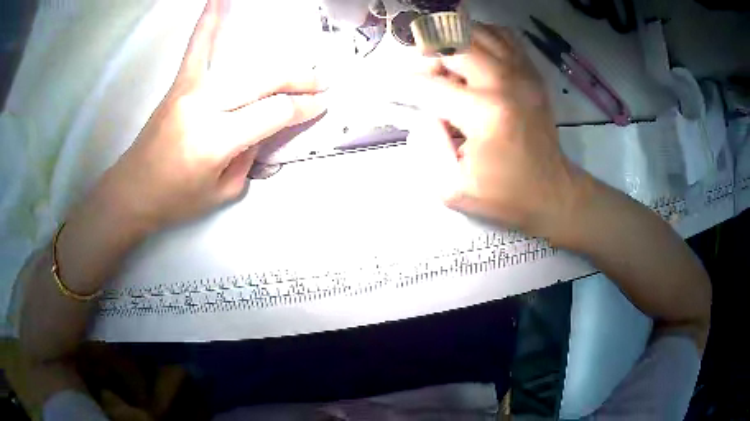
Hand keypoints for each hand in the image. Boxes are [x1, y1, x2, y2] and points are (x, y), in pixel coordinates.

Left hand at [99, 0, 325, 232]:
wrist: (133, 191)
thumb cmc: (176, 200)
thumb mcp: (223, 191)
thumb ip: (250, 156)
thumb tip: (266, 128)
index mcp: (216, 141)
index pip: (273, 113)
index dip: (303, 108)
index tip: (322, 105)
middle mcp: (204, 108)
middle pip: (264, 83)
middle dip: (299, 81)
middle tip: (322, 82)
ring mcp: (190, 90)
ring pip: (243, 65)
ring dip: (277, 63)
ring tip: (300, 62)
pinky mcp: (179, 84)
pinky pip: (197, 47)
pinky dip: (209, 21)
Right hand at [395, 23, 583, 237]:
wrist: (553, 192)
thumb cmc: (506, 195)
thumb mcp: (454, 189)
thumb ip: (426, 149)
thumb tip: (423, 114)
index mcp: (484, 113)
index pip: (429, 85)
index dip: (401, 85)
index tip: (386, 89)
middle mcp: (504, 83)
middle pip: (452, 44)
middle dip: (427, 57)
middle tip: (423, 77)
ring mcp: (522, 74)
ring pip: (477, 32)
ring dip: (453, 43)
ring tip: (447, 65)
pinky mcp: (532, 74)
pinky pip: (503, 36)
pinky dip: (481, 37)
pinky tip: (474, 55)